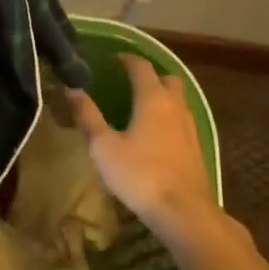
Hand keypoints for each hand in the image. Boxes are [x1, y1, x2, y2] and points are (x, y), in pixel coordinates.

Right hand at [69, 55, 225, 249]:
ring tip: (141, 106)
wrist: (183, 211)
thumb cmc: (139, 174)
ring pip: (178, 99)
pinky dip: (169, 116)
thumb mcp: (103, 146)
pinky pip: (182, 119)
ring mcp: (190, 127)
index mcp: (152, 99)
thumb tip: (72, 89)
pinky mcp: (196, 147)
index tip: (113, 59)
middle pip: (167, 78)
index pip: (141, 67)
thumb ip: (88, 116)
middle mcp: (175, 106)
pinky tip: (156, 133)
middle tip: (130, 82)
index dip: (127, 59)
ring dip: (162, 96)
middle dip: (150, 75)